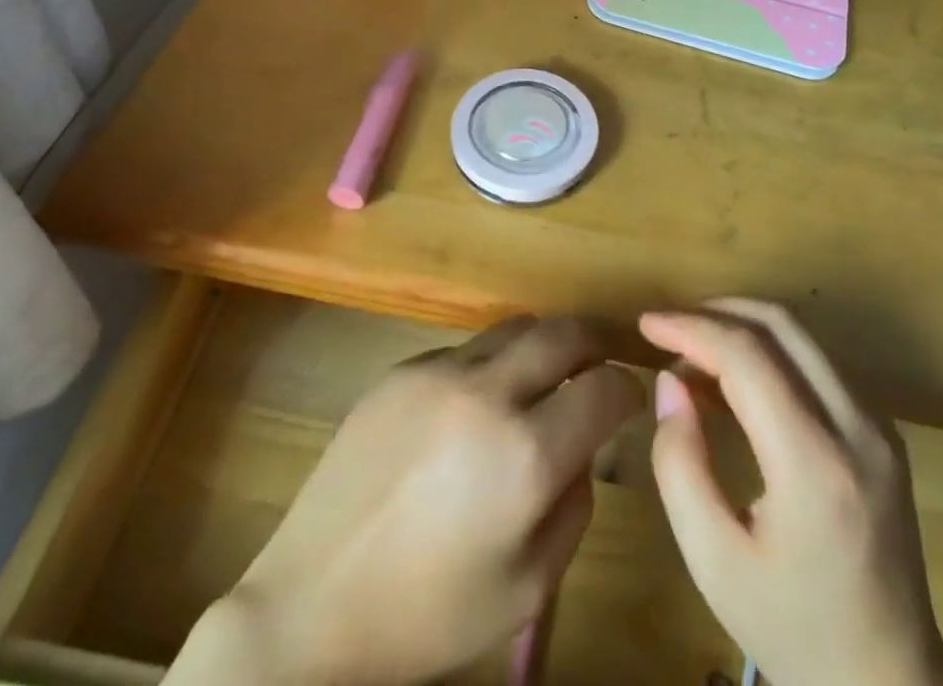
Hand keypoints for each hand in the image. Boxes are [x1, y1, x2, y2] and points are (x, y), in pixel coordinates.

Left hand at [166, 316, 643, 685]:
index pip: (604, 388)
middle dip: (595, 343)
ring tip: (544, 377)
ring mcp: (439, 371)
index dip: (628, 390)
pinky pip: (466, 349)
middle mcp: (487, 393)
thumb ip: (575, 504)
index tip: (630, 399)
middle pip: (564, 332)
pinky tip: (474, 408)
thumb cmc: (428, 616)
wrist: (312, 604)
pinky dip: (490, 365)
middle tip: (602, 364)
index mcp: (526, 455)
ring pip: (516, 327)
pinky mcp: (403, 367)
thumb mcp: (527, 586)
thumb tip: (583, 444)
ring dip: (544, 346)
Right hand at [641, 300, 942, 685]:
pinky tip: (736, 380)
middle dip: (716, 312)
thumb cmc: (792, 630)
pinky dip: (769, 350)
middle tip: (668, 330)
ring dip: (742, 327)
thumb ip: (680, 464)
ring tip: (694, 354)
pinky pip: (817, 361)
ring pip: (802, 335)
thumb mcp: (714, 562)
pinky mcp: (881, 430)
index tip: (646, 325)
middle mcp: (858, 427)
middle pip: (781, 324)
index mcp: (815, 465)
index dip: (690, 328)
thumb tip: (670, 381)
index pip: (747, 356)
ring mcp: (878, 424)